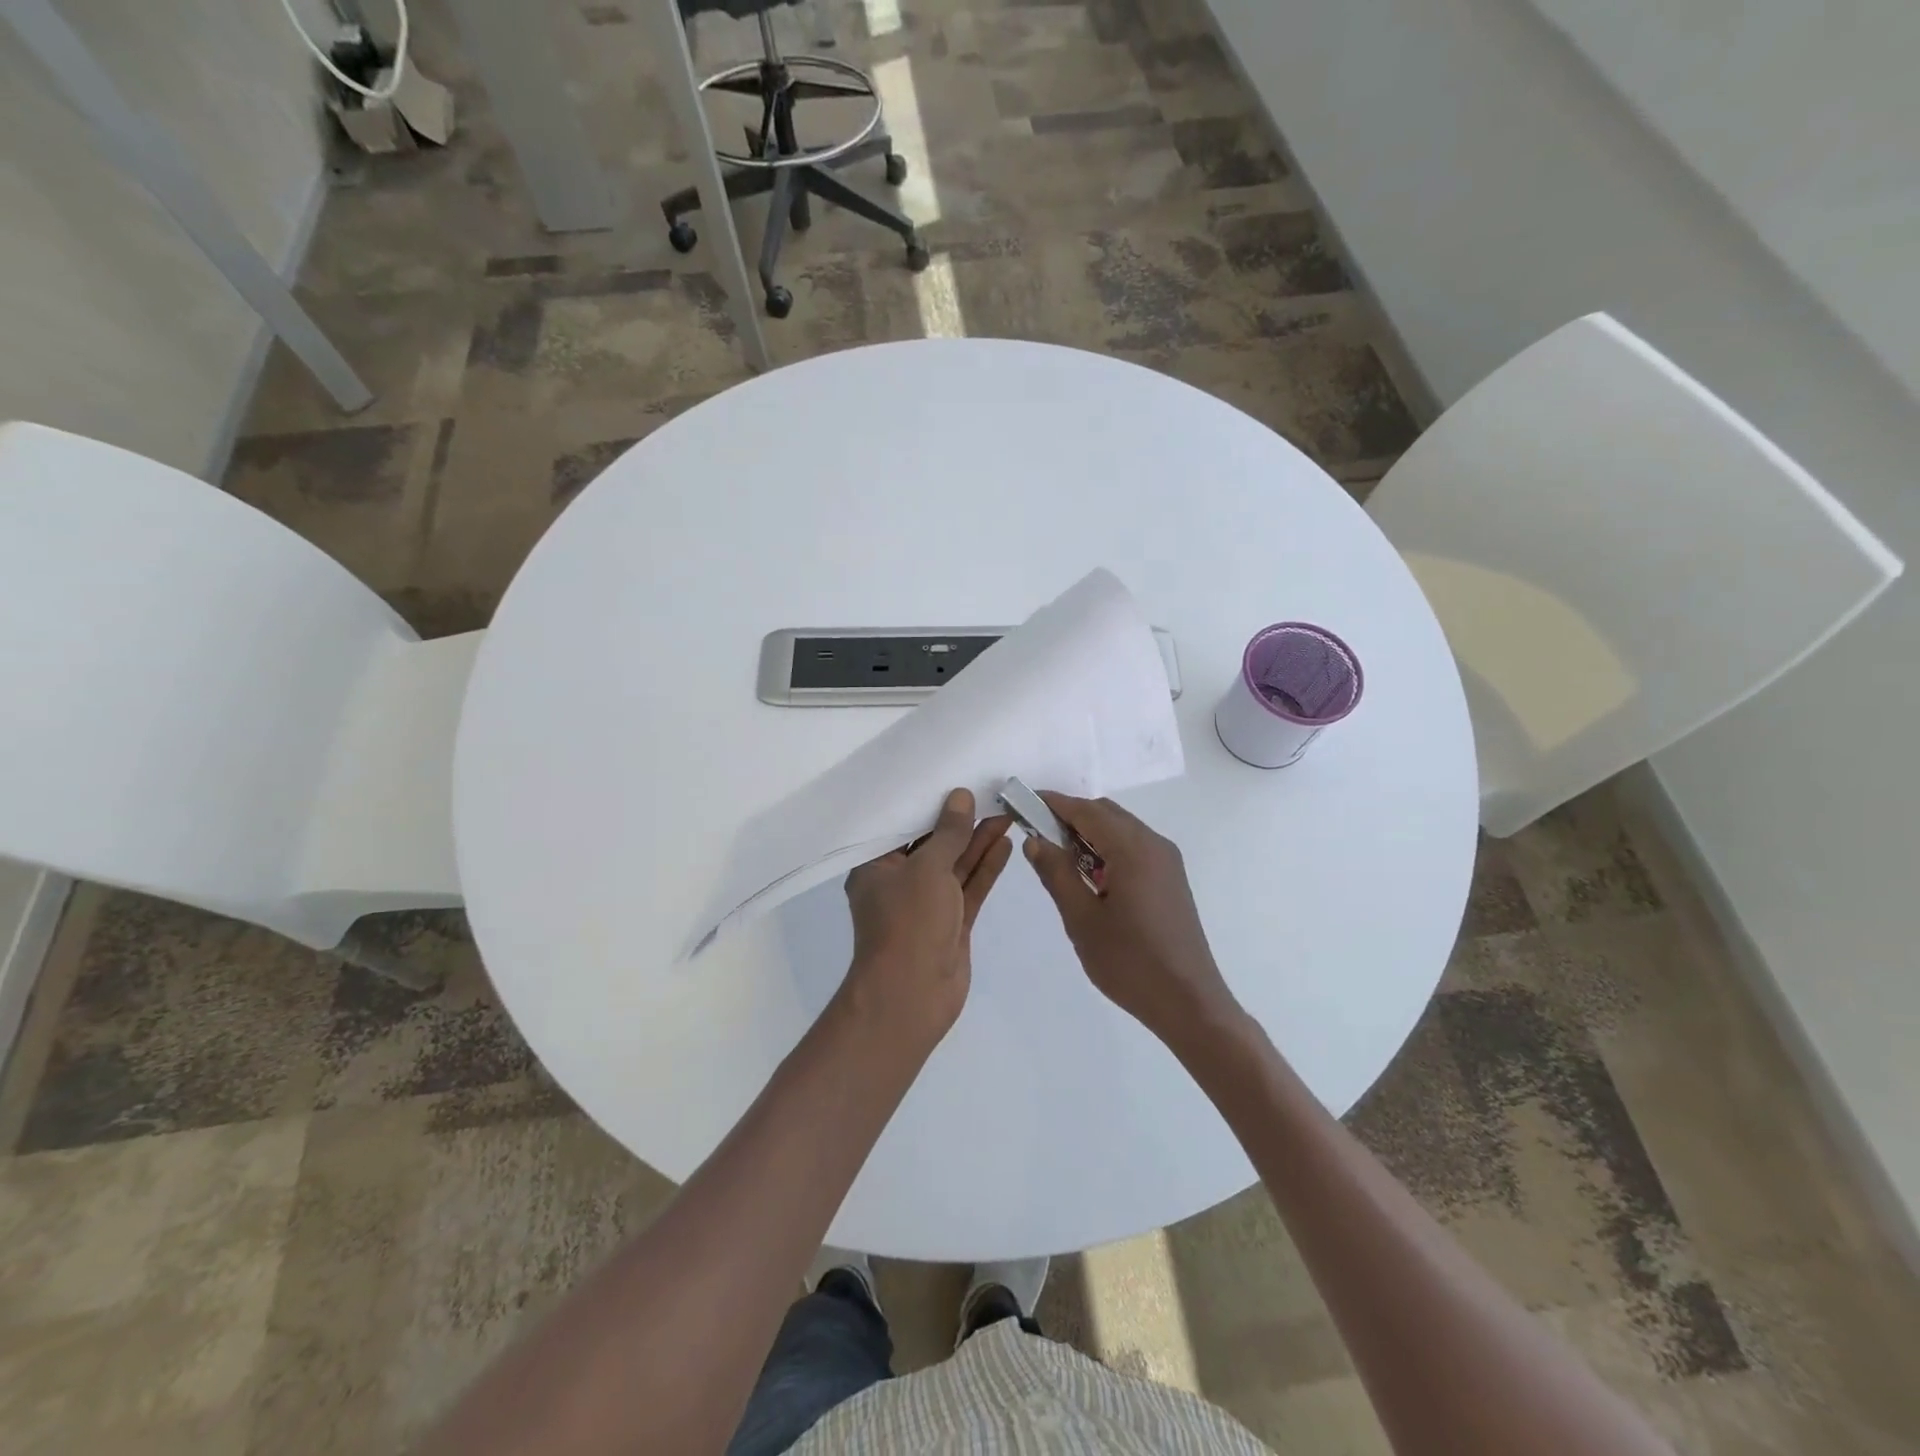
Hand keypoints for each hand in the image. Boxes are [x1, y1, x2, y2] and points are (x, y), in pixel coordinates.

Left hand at [842, 789, 1012, 1042]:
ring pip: (955, 865)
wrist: (913, 996)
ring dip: (978, 841)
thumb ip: (949, 833)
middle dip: (960, 821)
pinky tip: (1005, 843)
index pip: (901, 826)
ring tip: (1006, 811)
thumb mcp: (928, 869)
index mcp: (877, 866)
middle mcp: (900, 881)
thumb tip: (961, 797)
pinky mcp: (951, 922)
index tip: (952, 779)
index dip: (928, 803)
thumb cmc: (909, 923)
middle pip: (933, 844)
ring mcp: (928, 903)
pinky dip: (986, 867)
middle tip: (989, 792)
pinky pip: (969, 887)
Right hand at [1023, 793, 1242, 1050]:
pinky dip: (1108, 848)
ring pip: (1121, 829)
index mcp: (1132, 849)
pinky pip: (1134, 847)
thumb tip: (1034, 840)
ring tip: (1058, 858)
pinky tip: (1090, 876)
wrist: (1189, 1003)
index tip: (1022, 803)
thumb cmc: (1130, 962)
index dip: (1053, 803)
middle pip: (1105, 814)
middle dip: (1070, 817)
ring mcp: (1167, 861)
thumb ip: (1056, 873)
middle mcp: (1154, 844)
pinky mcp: (1171, 878)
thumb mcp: (1082, 919)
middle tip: (1036, 835)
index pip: (1086, 811)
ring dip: (1089, 833)